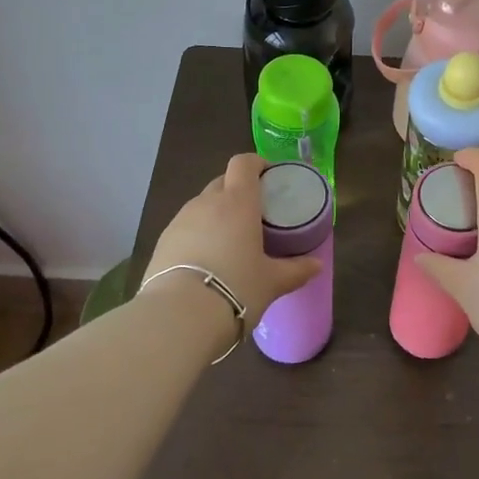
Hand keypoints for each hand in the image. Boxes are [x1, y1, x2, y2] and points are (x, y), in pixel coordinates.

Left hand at [147, 154, 322, 321]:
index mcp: (237, 202)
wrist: (179, 316)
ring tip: (228, 241)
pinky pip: (185, 227)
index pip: (243, 163)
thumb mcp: (272, 282)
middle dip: (237, 191)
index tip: (268, 176)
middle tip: (253, 215)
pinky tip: (205, 261)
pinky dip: (197, 234)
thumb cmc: (236, 288)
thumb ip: (296, 270)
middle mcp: (206, 202)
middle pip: (222, 181)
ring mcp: (180, 220)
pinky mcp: (162, 241)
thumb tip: (316, 265)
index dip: (256, 164)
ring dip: (216, 214)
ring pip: (202, 205)